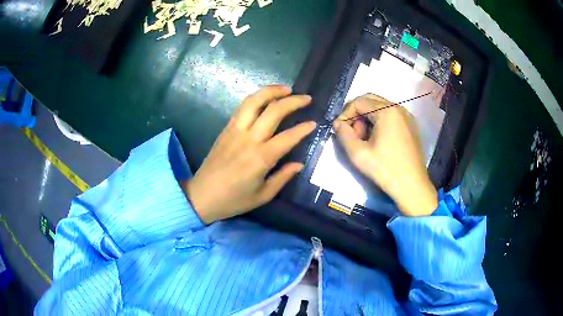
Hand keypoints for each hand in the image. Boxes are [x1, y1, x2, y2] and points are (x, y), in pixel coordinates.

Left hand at [184, 86, 316, 223]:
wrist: (201, 196)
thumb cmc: (233, 200)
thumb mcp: (263, 195)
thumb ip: (282, 177)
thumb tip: (299, 164)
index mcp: (261, 158)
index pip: (288, 137)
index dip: (303, 128)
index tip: (314, 123)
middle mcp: (249, 139)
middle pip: (273, 111)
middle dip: (293, 101)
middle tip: (306, 98)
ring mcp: (235, 131)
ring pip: (254, 101)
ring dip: (271, 91)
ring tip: (286, 89)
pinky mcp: (226, 129)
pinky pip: (242, 107)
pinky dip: (256, 98)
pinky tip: (265, 99)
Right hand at [333, 94, 437, 216]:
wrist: (412, 186)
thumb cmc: (385, 170)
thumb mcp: (358, 153)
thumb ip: (343, 134)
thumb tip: (338, 123)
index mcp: (387, 111)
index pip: (358, 102)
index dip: (345, 114)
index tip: (340, 131)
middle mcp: (399, 108)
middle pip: (370, 101)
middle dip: (357, 115)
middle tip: (352, 134)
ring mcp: (407, 117)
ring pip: (380, 108)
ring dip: (368, 119)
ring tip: (365, 140)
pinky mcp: (411, 126)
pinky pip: (391, 116)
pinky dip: (380, 123)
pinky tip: (378, 141)